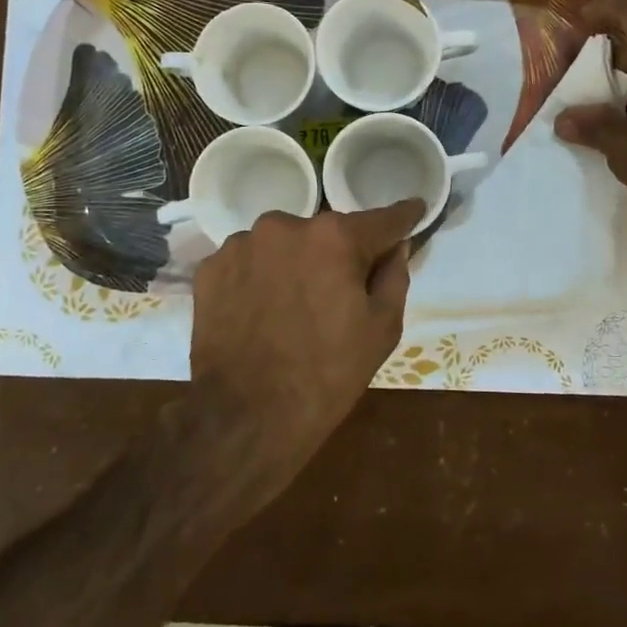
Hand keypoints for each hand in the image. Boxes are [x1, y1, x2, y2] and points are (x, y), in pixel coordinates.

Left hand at [188, 200, 424, 481]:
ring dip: (294, 263)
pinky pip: (249, 261)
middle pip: (326, 232)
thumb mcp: (382, 329)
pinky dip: (259, 277)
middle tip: (340, 291)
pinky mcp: (210, 267)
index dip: (404, 217)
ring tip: (292, 306)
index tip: (416, 210)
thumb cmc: (327, 374)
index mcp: (335, 237)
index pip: (382, 219)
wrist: (246, 416)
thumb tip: (395, 246)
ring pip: (284, 244)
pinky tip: (261, 311)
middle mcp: (286, 225)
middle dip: (339, 253)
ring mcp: (241, 243)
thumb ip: (394, 276)